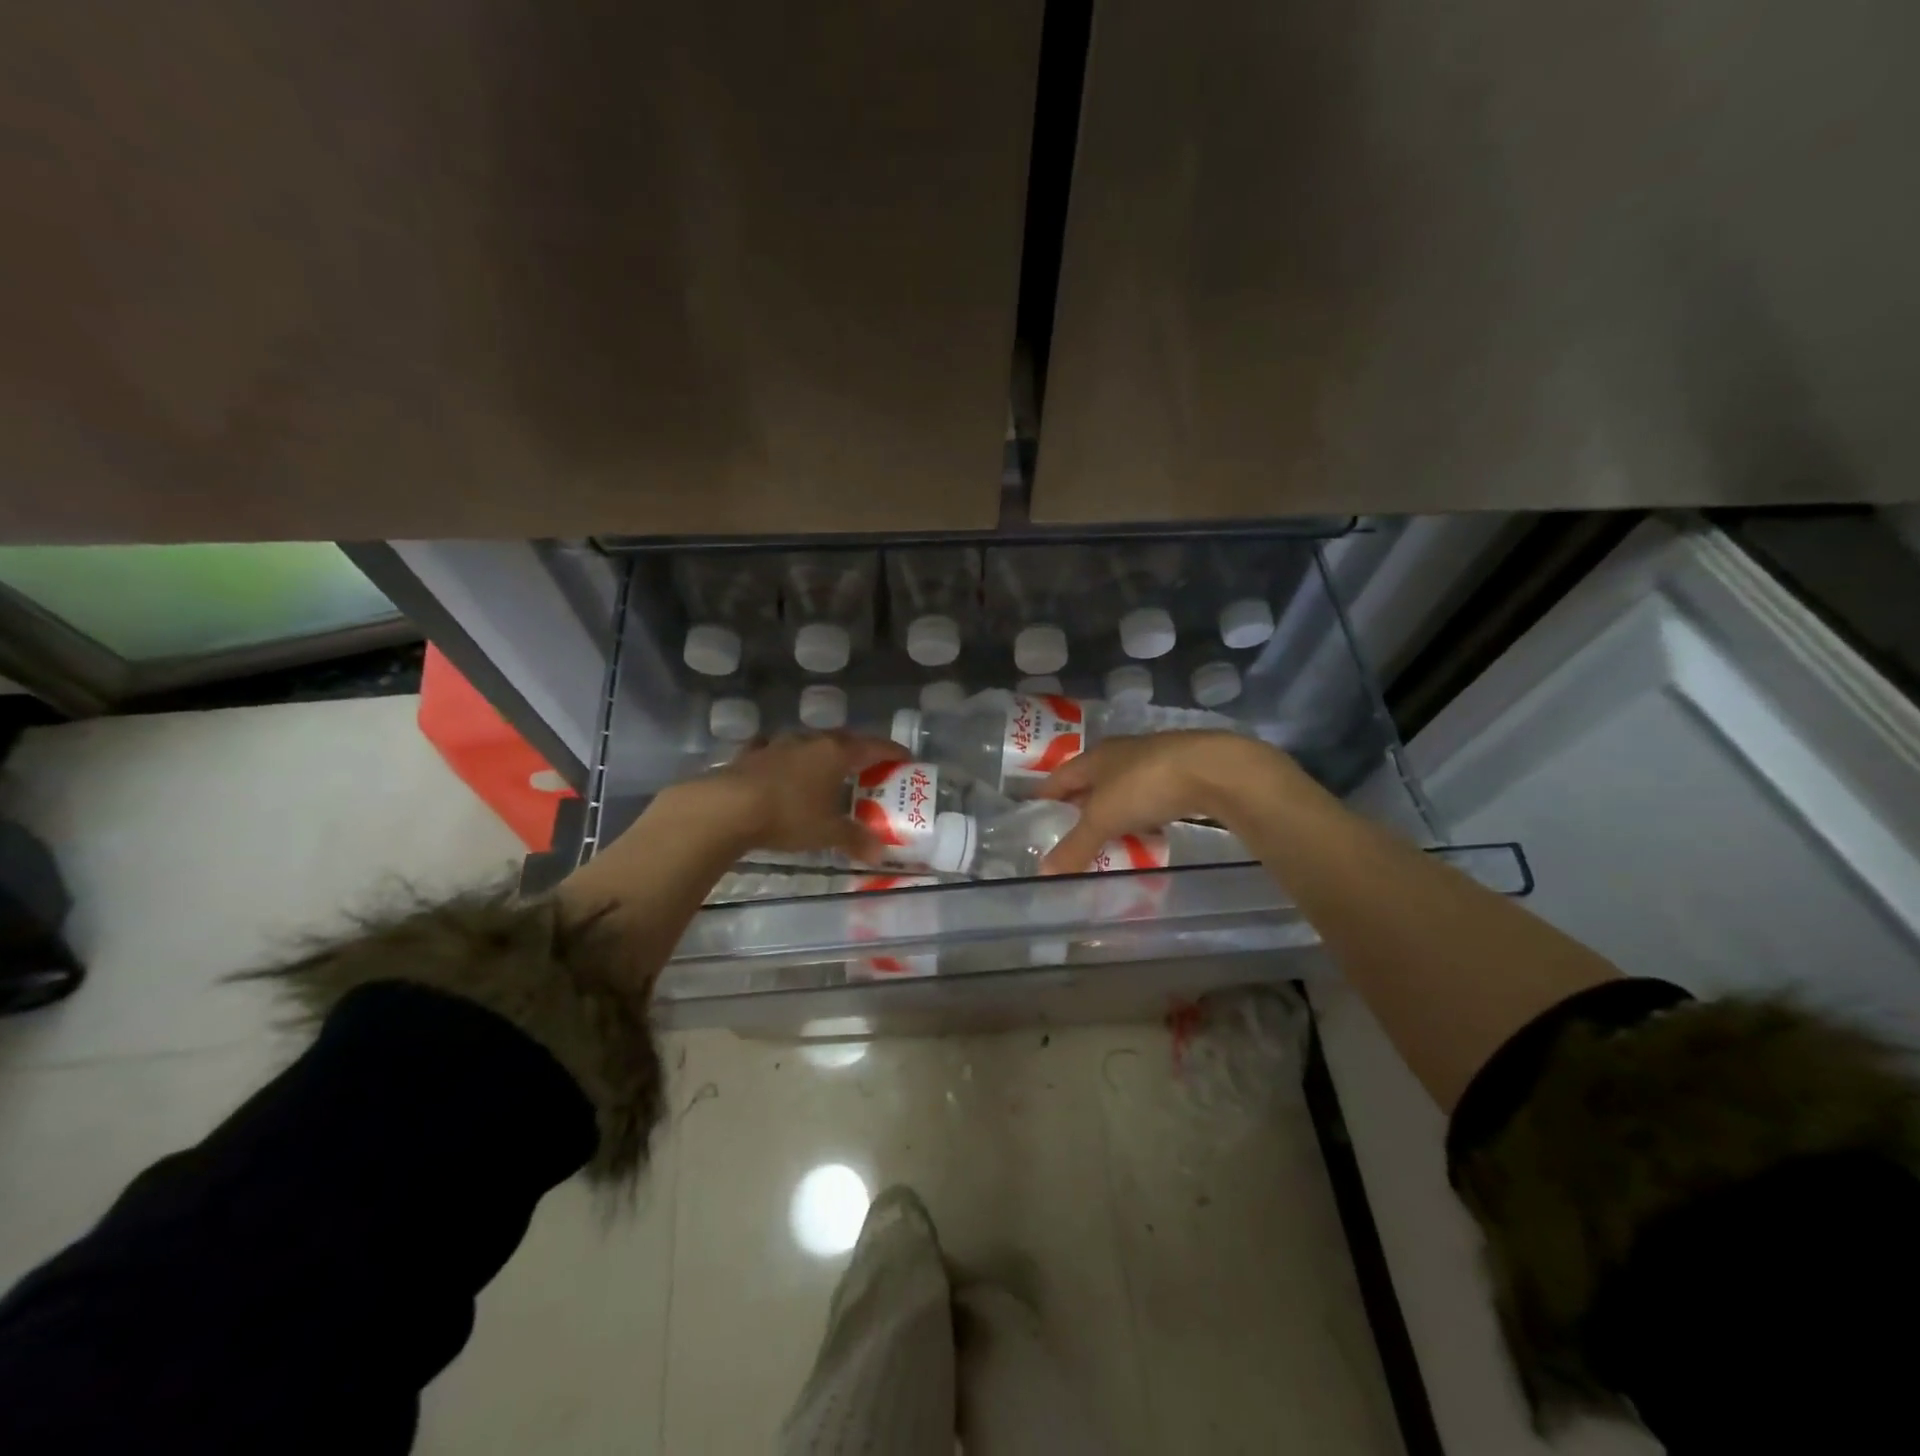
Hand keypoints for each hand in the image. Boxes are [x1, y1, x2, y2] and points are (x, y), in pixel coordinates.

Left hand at [666, 731, 905, 863]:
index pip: (874, 746)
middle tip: (869, 768)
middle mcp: (811, 741)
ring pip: (809, 743)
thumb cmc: (789, 815)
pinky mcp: (752, 754)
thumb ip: (855, 839)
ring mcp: (779, 744)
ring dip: (822, 754)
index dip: (893, 753)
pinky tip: (781, 767)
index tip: (906, 759)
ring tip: (827, 770)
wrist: (727, 807)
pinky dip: (785, 759)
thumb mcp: (827, 832)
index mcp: (837, 753)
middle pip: (844, 740)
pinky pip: (775, 751)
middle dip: (859, 753)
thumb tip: (879, 854)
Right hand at [1034, 731, 1269, 872]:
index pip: (1059, 777)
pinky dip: (1142, 817)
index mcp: (1095, 757)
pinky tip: (1145, 834)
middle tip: (1066, 836)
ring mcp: (1153, 763)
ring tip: (1104, 841)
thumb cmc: (1145, 785)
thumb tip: (1042, 872)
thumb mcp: (1103, 818)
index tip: (1033, 818)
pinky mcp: (1181, 776)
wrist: (1214, 770)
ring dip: (1113, 814)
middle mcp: (1121, 754)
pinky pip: (1151, 800)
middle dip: (1079, 808)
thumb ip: (1075, 845)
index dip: (1045, 797)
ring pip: (1122, 791)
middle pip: (1091, 783)